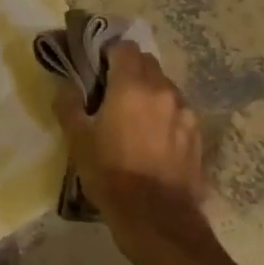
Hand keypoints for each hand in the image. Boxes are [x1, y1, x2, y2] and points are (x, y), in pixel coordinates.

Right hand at [52, 42, 206, 228]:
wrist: (156, 217)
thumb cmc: (110, 174)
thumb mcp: (78, 140)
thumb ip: (69, 105)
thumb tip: (66, 85)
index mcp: (132, 86)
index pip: (124, 47)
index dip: (109, 54)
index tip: (97, 70)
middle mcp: (163, 91)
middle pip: (148, 64)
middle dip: (130, 70)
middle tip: (111, 94)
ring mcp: (185, 112)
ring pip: (165, 88)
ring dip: (149, 93)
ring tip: (134, 120)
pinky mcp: (197, 135)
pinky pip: (178, 112)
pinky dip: (165, 115)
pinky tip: (153, 140)